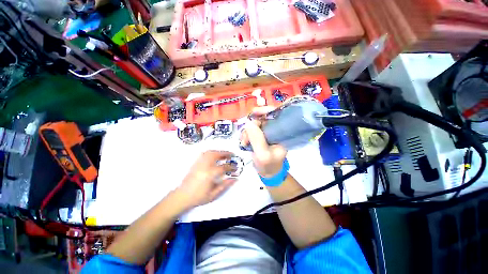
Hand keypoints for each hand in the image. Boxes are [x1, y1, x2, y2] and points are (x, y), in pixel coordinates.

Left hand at [175, 151, 235, 209]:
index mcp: (209, 174)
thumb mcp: (213, 194)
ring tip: (224, 154)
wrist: (182, 197)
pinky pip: (204, 154)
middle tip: (232, 155)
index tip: (235, 168)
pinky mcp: (195, 163)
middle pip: (216, 155)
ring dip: (218, 151)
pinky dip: (211, 152)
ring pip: (210, 152)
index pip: (223, 167)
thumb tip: (235, 179)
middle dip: (225, 153)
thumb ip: (225, 185)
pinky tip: (214, 155)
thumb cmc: (199, 197)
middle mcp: (204, 166)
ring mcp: (199, 164)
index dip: (231, 167)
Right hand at [241, 107, 287, 177]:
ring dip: (247, 132)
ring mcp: (266, 133)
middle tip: (246, 136)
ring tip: (244, 143)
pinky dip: (246, 135)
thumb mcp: (263, 154)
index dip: (266, 110)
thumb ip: (257, 139)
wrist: (267, 173)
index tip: (254, 112)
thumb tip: (249, 123)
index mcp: (282, 132)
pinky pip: (250, 130)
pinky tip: (244, 143)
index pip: (277, 115)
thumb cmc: (269, 166)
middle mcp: (275, 130)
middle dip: (252, 125)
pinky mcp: (260, 136)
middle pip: (262, 118)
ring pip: (254, 124)